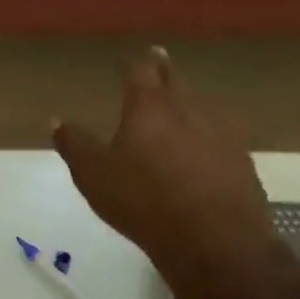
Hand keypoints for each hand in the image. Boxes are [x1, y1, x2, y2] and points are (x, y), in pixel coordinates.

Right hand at [51, 47, 276, 275]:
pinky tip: (201, 169)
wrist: (216, 243)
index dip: (139, 63)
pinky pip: (219, 150)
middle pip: (176, 87)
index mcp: (150, 109)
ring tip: (176, 125)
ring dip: (186, 118)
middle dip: (166, 76)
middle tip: (162, 65)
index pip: (143, 72)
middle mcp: (188, 114)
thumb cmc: (144, 201)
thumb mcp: (94, 175)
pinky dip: (206, 152)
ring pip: (199, 118)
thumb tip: (57, 121)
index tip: (142, 55)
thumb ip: (75, 145)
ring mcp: (221, 140)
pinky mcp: (242, 169)